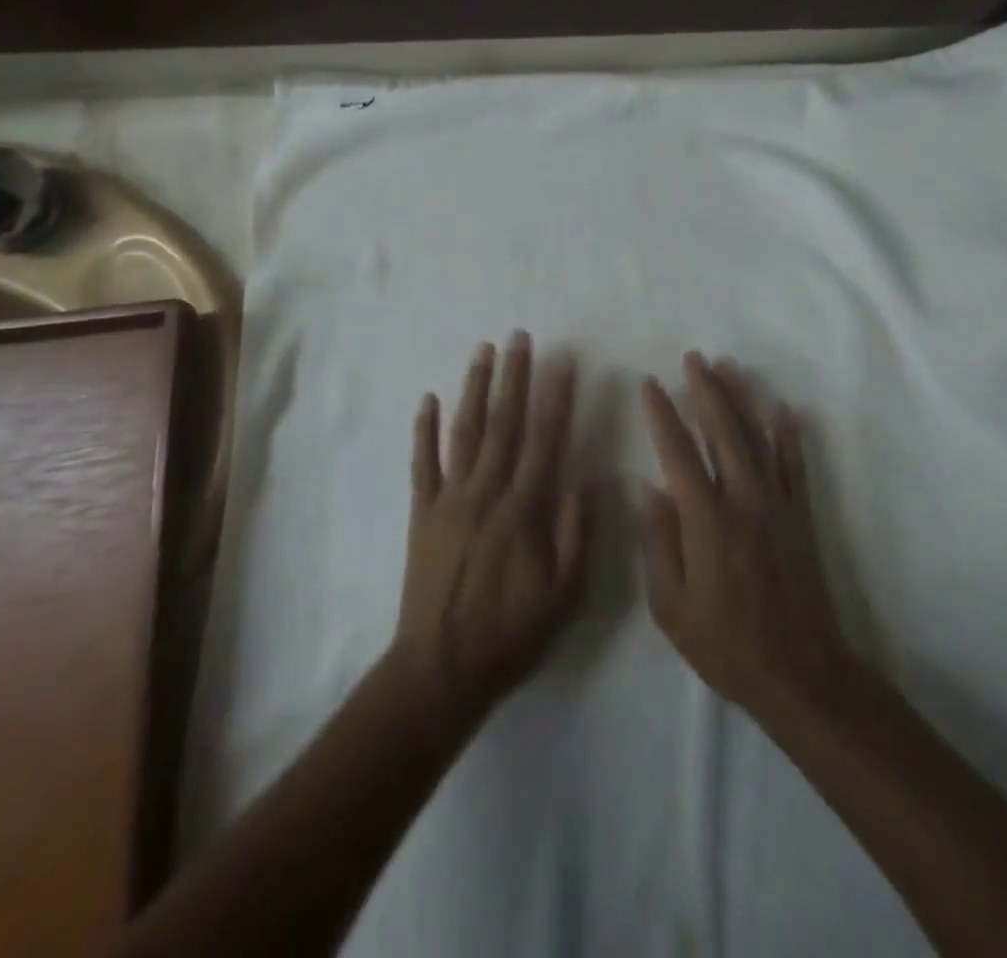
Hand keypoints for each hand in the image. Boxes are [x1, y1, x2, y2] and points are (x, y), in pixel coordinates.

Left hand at [391, 333, 589, 720]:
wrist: (441, 668)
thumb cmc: (510, 633)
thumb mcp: (564, 595)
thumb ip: (577, 534)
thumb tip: (584, 479)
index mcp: (523, 510)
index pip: (545, 440)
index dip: (556, 397)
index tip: (564, 361)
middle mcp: (485, 492)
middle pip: (503, 423)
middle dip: (513, 377)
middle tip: (519, 337)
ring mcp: (449, 499)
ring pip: (463, 432)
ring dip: (474, 389)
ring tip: (482, 351)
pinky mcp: (422, 512)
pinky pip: (422, 463)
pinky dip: (424, 430)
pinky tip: (428, 399)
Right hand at [640, 353, 853, 715]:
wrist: (800, 673)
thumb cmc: (725, 644)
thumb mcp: (670, 605)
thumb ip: (658, 542)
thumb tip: (649, 488)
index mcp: (706, 519)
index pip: (678, 452)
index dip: (663, 415)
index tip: (650, 384)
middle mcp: (743, 499)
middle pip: (723, 431)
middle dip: (707, 390)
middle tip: (695, 358)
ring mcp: (777, 505)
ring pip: (758, 438)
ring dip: (743, 399)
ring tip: (729, 367)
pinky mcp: (801, 517)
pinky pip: (795, 466)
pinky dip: (790, 435)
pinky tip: (786, 409)